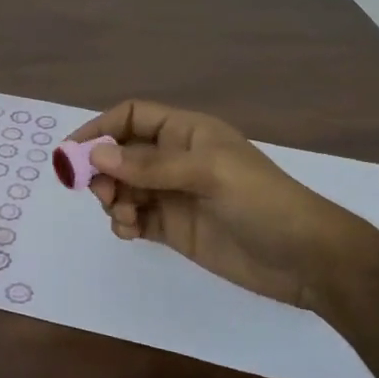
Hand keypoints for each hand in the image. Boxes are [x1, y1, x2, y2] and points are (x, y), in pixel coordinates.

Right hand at [70, 100, 378, 306]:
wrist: (306, 260)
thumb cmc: (262, 202)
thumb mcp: (208, 174)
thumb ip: (150, 166)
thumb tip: (95, 156)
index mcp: (187, 133)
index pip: (132, 117)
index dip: (100, 128)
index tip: (72, 152)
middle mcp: (176, 160)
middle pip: (121, 154)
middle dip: (103, 171)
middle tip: (102, 195)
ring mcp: (174, 195)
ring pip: (124, 188)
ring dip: (113, 200)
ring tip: (125, 218)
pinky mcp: (175, 229)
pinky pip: (135, 219)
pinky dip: (124, 223)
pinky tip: (131, 232)